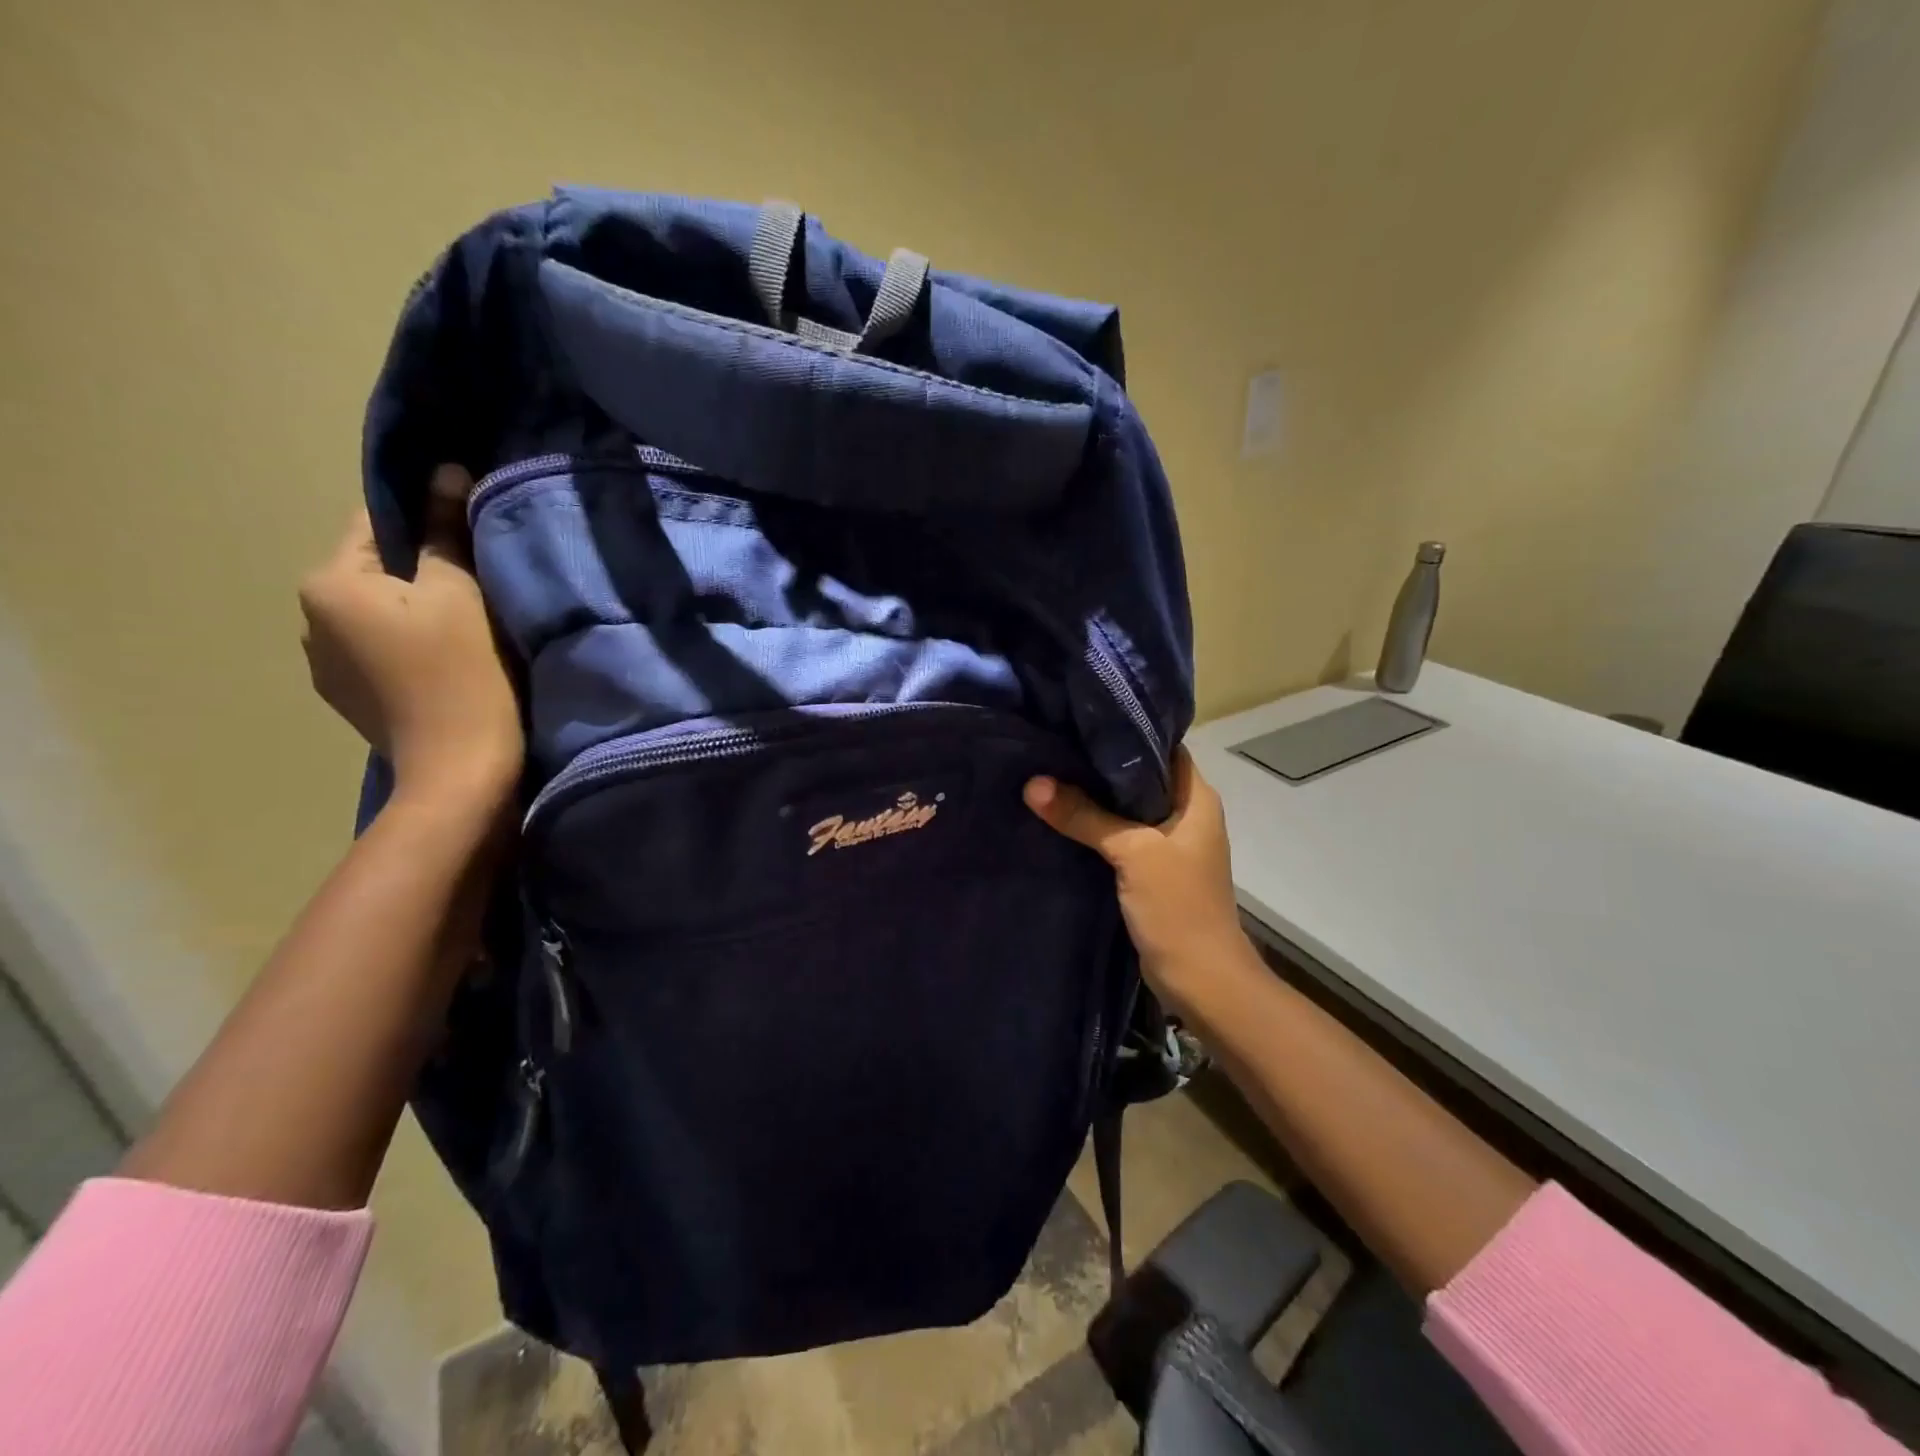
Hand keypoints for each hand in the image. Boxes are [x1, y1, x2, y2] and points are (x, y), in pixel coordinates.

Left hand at [298, 465, 521, 810]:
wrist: (460, 771)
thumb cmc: (463, 674)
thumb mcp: (460, 594)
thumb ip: (445, 531)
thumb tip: (445, 470)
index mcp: (328, 583)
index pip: (374, 523)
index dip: (427, 520)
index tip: (471, 534)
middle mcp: (310, 619)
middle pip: (376, 571)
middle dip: (422, 570)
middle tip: (480, 586)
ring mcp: (326, 664)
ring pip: (379, 613)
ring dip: (417, 610)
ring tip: (467, 630)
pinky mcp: (350, 698)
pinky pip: (380, 649)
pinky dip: (411, 646)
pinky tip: (447, 665)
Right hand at [1023, 749, 1248, 1015]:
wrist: (1201, 980)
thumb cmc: (1178, 907)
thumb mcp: (1132, 853)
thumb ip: (1085, 816)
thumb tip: (1033, 784)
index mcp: (1196, 798)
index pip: (1163, 746)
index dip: (1127, 730)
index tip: (1081, 718)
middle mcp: (1186, 814)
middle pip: (1139, 776)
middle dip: (1099, 763)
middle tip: (1053, 743)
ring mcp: (1168, 844)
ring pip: (1126, 807)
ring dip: (1094, 796)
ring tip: (1048, 772)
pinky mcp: (1151, 870)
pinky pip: (1119, 836)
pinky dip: (1094, 827)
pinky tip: (1060, 817)